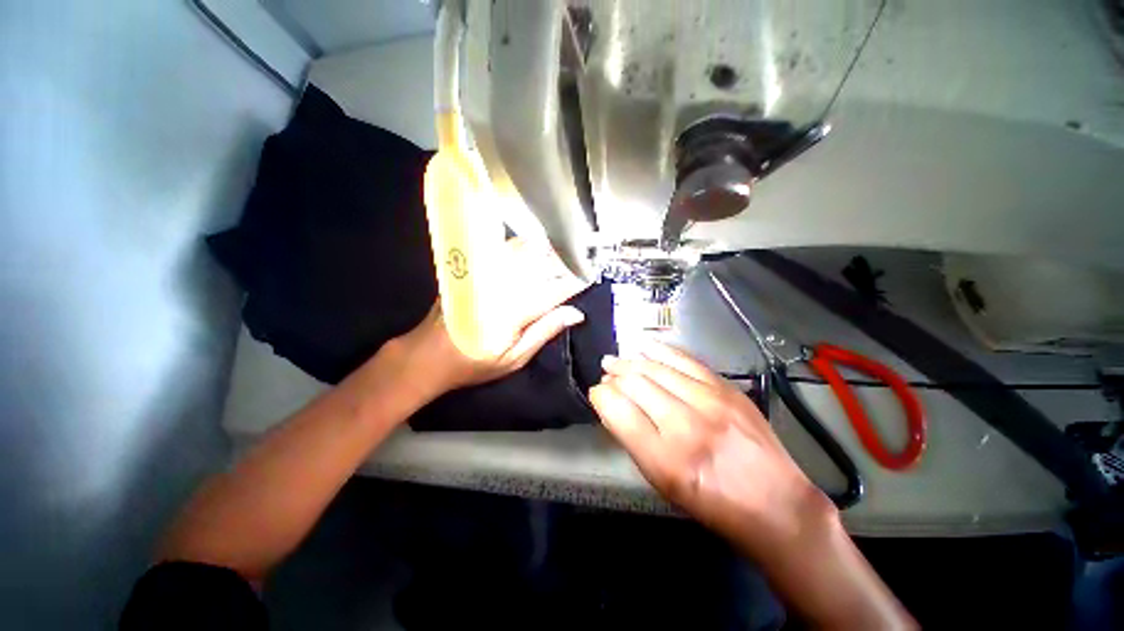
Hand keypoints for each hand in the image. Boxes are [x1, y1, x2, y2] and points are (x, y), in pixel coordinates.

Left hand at [389, 238, 586, 398]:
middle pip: (541, 265)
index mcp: (515, 311)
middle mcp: (503, 285)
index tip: (590, 278)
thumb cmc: (475, 362)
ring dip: (546, 249)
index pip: (555, 290)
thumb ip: (545, 331)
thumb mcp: (514, 358)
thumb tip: (575, 313)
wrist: (428, 354)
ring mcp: (486, 274)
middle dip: (565, 261)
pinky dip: (521, 244)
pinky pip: (501, 248)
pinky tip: (532, 244)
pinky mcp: (473, 268)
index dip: (575, 283)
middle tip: (583, 260)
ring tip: (563, 249)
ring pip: (523, 251)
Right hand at [590, 341, 832, 555]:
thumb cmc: (711, 503)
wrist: (775, 502)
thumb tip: (612, 406)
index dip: (601, 396)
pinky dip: (659, 351)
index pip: (619, 410)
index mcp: (665, 459)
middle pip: (635, 383)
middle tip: (605, 374)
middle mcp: (685, 425)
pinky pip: (684, 360)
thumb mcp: (663, 484)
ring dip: (630, 362)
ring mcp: (710, 402)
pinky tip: (643, 347)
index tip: (597, 393)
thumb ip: (633, 441)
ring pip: (656, 368)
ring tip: (615, 360)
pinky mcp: (726, 389)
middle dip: (614, 376)